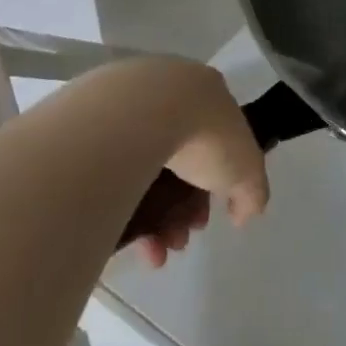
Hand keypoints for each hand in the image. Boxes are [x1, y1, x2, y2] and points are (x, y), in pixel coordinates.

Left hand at [130, 61, 269, 269]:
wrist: (142, 114)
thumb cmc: (205, 135)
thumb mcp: (246, 168)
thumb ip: (252, 192)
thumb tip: (244, 212)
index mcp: (207, 95)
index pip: (216, 144)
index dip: (215, 187)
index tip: (205, 218)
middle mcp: (167, 96)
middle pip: (179, 162)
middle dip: (182, 211)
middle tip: (178, 240)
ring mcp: (128, 108)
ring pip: (144, 171)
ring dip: (154, 219)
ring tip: (154, 251)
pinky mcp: (93, 126)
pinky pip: (114, 173)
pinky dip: (123, 206)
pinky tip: (129, 237)